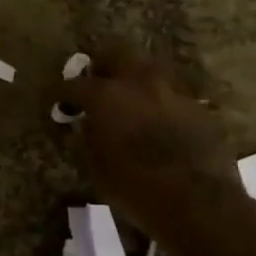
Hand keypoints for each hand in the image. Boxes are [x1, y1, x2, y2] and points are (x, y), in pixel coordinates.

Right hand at [56, 45, 250, 239]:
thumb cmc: (135, 187)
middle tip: (95, 81)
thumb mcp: (96, 168)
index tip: (57, 99)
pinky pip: (171, 93)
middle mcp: (139, 82)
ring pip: (148, 68)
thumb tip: (84, 124)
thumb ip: (86, 138)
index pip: (75, 84)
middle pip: (116, 53)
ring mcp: (172, 91)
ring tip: (129, 97)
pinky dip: (159, 100)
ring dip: (134, 78)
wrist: (198, 201)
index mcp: (107, 95)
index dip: (62, 92)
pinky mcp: (197, 107)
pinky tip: (157, 119)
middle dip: (102, 64)